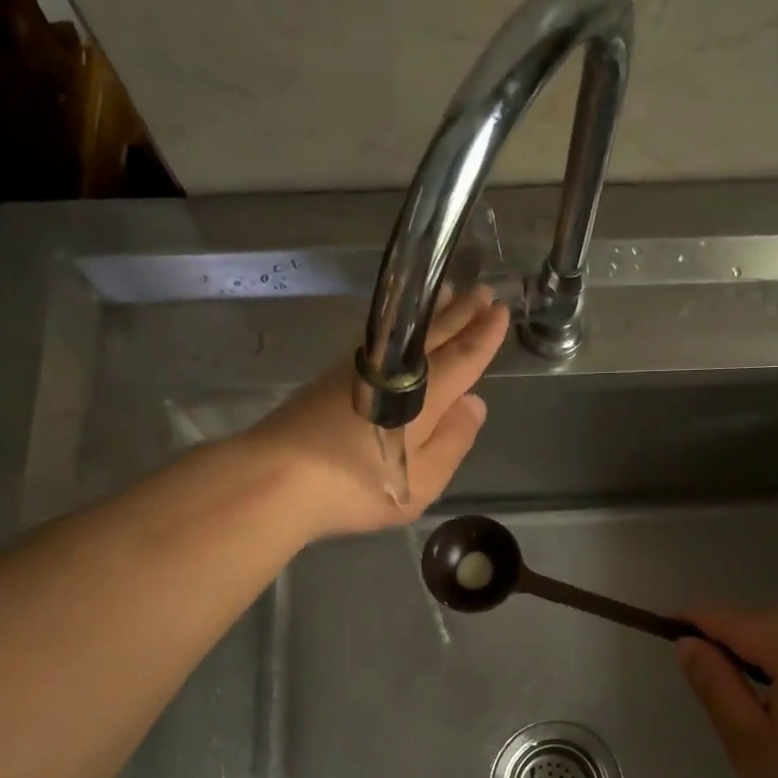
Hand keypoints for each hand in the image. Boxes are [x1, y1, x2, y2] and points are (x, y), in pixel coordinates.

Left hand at [249, 286, 508, 539]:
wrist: (276, 477)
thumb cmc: (357, 485)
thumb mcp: (421, 481)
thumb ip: (453, 441)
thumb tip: (474, 404)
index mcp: (425, 395)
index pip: (463, 358)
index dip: (484, 335)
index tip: (500, 310)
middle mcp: (393, 371)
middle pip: (434, 336)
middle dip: (461, 314)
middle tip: (482, 291)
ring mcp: (358, 370)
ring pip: (403, 332)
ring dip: (429, 313)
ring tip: (446, 293)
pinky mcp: (331, 378)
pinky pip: (378, 340)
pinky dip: (397, 329)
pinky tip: (397, 331)